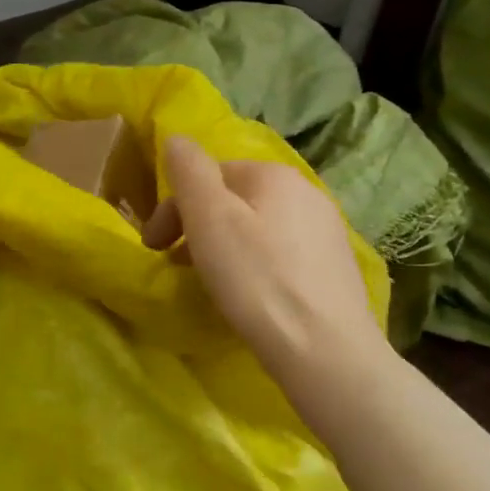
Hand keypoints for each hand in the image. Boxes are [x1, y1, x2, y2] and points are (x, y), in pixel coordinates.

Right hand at [143, 135, 384, 384]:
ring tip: (211, 283)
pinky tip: (252, 296)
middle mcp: (307, 191)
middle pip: (234, 200)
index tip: (153, 248)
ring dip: (225, 246)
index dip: (174, 209)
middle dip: (198, 227)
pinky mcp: (336, 268)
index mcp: (274, 174)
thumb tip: (176, 139)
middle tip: (176, 266)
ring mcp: (327, 230)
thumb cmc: (256, 281)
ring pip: (258, 227)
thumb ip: (189, 171)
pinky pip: (281, 254)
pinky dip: (256, 266)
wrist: (325, 350)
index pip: (209, 175)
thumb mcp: (209, 219)